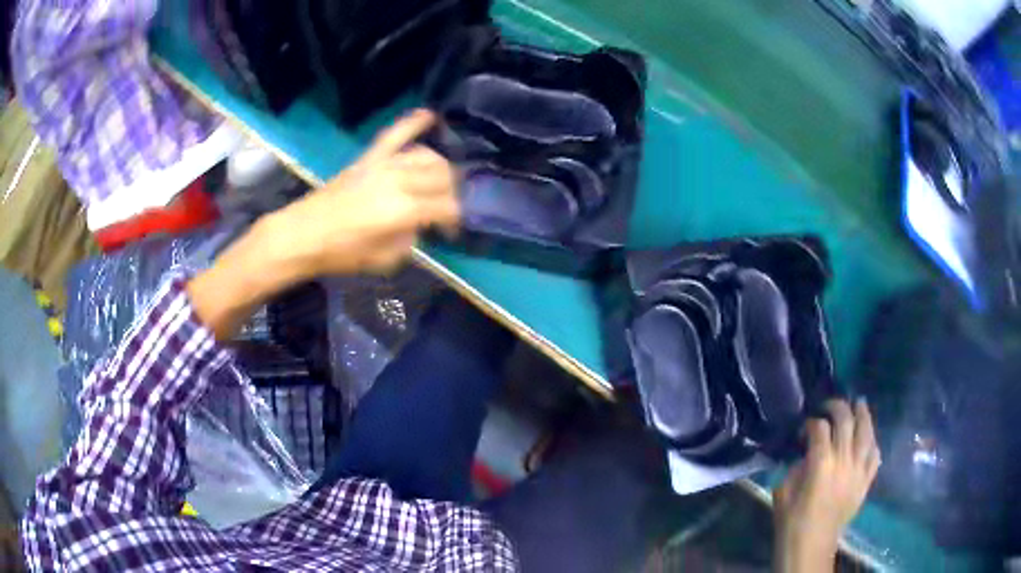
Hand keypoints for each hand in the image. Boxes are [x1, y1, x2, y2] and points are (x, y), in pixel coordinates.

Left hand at [189, 110, 458, 339]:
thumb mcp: (385, 260)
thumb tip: (420, 226)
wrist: (303, 234)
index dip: (455, 218)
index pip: (447, 206)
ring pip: (427, 156)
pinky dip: (413, 123)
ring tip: (439, 181)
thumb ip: (410, 239)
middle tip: (445, 207)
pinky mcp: (369, 157)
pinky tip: (429, 115)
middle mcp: (400, 181)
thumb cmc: (342, 253)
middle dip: (451, 192)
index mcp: (404, 211)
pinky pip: (395, 134)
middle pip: (443, 176)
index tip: (452, 230)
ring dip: (439, 168)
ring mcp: (384, 164)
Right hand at [773, 399, 880, 572]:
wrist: (811, 545)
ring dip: (863, 415)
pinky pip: (875, 455)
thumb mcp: (783, 491)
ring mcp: (859, 470)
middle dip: (837, 407)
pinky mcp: (866, 482)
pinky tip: (868, 437)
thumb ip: (796, 466)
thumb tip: (806, 454)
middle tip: (829, 406)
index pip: (820, 428)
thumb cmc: (792, 521)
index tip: (803, 428)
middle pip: (846, 421)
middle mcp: (844, 460)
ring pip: (866, 432)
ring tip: (859, 404)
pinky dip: (873, 442)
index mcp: (821, 464)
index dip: (811, 422)